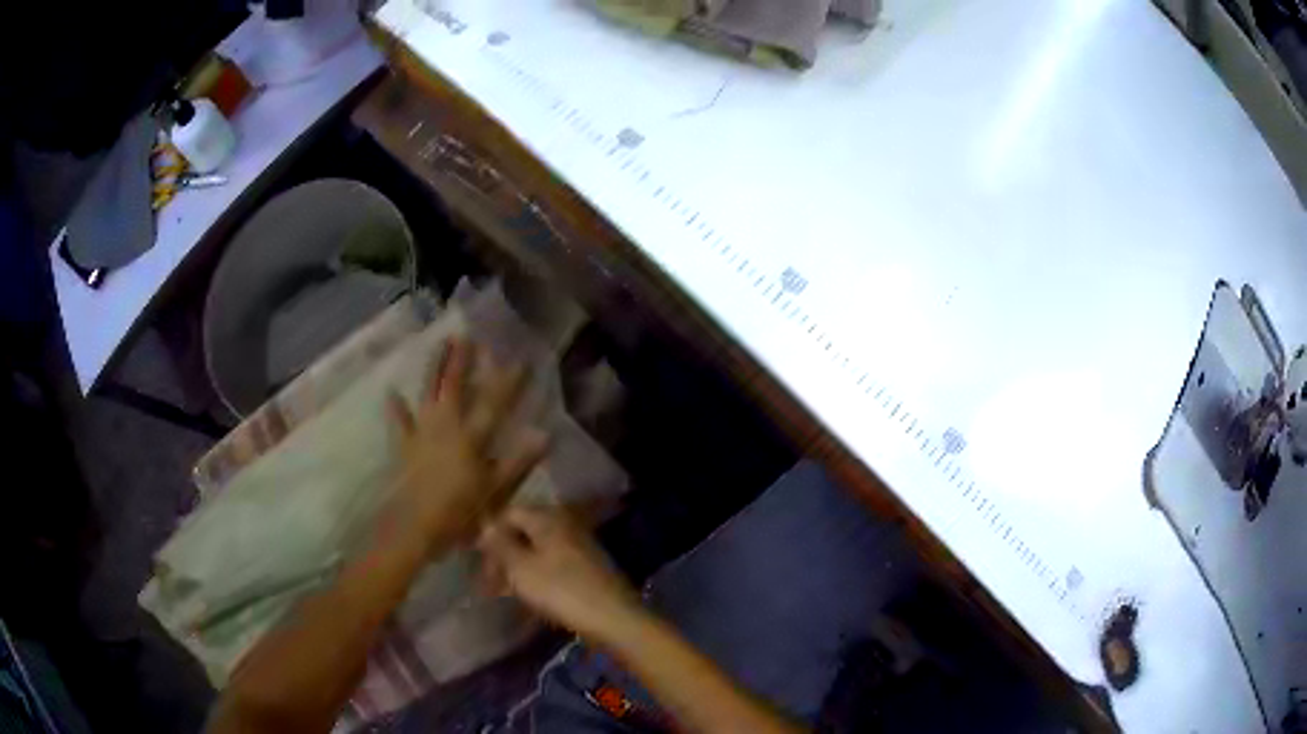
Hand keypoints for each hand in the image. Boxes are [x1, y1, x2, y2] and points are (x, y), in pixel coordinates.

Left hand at [380, 338, 547, 557]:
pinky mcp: (404, 446)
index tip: (520, 359)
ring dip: (434, 368)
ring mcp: (421, 433)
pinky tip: (391, 392)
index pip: (494, 403)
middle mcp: (445, 426)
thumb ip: (518, 462)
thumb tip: (545, 435)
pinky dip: (396, 408)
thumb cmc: (460, 512)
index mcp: (471, 437)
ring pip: (428, 393)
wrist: (415, 526)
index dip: (509, 381)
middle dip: (462, 360)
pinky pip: (399, 421)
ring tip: (439, 345)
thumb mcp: (496, 491)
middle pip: (455, 386)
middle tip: (466, 335)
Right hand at [478, 506, 644, 642]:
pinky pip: (553, 565)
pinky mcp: (587, 568)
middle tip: (489, 580)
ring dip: (518, 568)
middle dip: (503, 553)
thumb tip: (485, 525)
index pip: (509, 513)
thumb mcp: (520, 567)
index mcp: (547, 518)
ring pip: (538, 550)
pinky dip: (536, 576)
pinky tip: (529, 595)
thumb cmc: (560, 590)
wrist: (613, 618)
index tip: (477, 560)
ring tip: (503, 591)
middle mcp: (564, 524)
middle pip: (524, 531)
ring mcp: (579, 546)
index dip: (490, 534)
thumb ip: (500, 544)